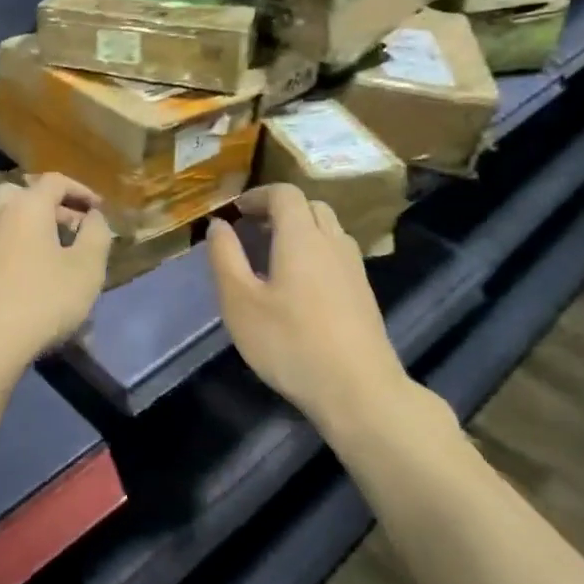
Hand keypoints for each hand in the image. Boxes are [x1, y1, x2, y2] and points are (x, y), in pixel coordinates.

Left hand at [0, 173, 112, 390]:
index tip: (96, 209)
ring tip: (29, 250)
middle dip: (44, 206)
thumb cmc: (40, 304)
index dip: (80, 191)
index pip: (55, 181)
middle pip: (19, 194)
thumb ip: (96, 235)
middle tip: (64, 230)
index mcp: (26, 207)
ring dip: (12, 226)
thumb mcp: (87, 271)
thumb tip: (93, 216)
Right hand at [207, 185, 417, 429]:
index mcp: (301, 236)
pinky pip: (338, 253)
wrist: (359, 391)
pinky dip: (317, 252)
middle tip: (253, 231)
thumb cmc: (290, 343)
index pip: (285, 193)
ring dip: (301, 230)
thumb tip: (218, 224)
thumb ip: (225, 257)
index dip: (258, 195)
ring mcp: (354, 267)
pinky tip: (301, 286)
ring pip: (328, 229)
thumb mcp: (240, 302)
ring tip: (275, 256)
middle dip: (280, 210)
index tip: (236, 212)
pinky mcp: (365, 293)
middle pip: (310, 206)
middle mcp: (332, 242)